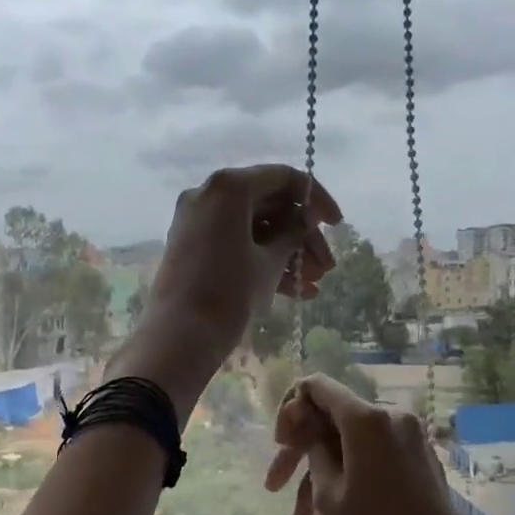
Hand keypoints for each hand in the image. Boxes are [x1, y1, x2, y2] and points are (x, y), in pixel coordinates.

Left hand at [110, 166, 340, 410]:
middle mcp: (209, 193)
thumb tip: (305, 218)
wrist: (177, 336)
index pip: (283, 178)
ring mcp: (198, 220)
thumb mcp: (270, 262)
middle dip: (302, 237)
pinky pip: (235, 242)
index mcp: (229, 186)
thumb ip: (293, 233)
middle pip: (269, 204)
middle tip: (327, 267)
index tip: (337, 225)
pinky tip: (296, 292)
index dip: (316, 199)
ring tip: (314, 285)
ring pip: (254, 226)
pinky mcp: (193, 245)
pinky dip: (263, 260)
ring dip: (287, 252)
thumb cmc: (229, 293)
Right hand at [263, 373, 482, 514]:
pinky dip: (346, 476)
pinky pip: (372, 457)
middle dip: (299, 449)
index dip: (290, 409)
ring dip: (319, 472)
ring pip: (349, 443)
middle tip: (273, 484)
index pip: (318, 387)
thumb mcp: (327, 494)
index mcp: (368, 419)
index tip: (279, 444)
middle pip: (332, 417)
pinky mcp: (419, 462)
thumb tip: (309, 427)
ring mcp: (411, 440)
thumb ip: (313, 449)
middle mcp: (393, 418)